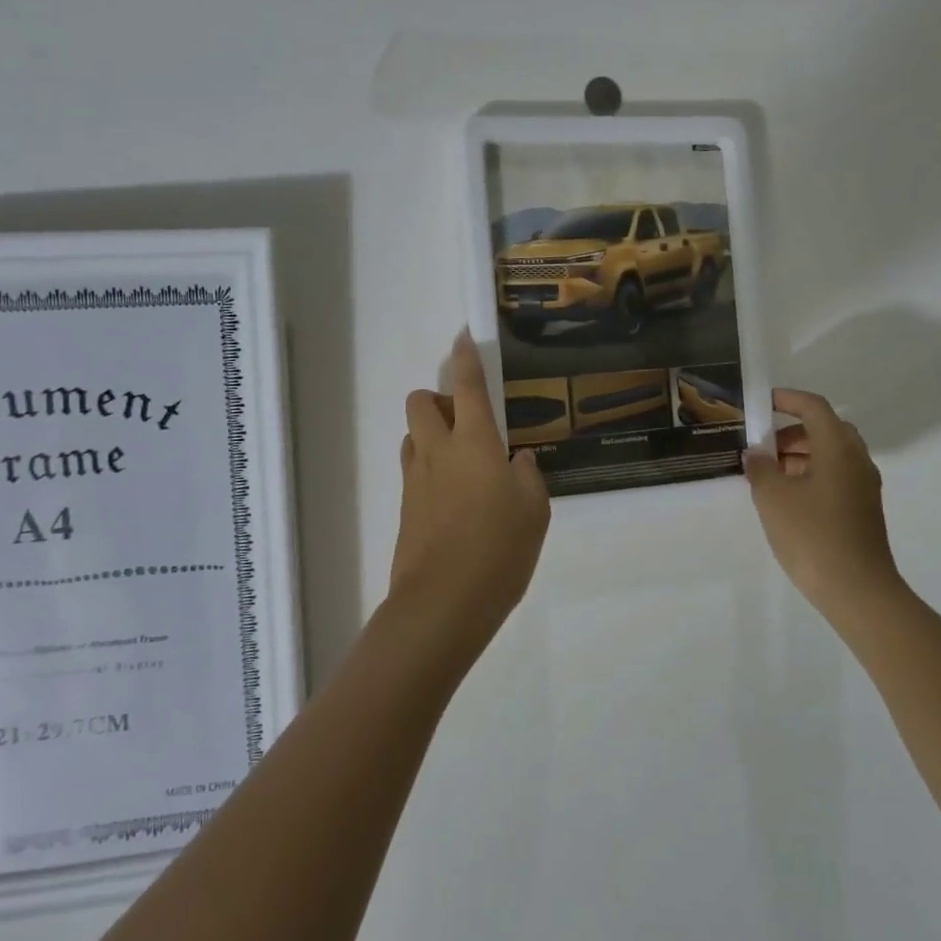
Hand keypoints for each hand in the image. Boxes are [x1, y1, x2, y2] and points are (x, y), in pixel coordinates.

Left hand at [389, 333, 550, 641]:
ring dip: (431, 434)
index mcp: (475, 441)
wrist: (443, 602)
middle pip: (420, 402)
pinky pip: (414, 470)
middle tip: (468, 422)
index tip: (464, 338)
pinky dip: (430, 468)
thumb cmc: (499, 549)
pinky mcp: (406, 507)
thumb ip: (528, 476)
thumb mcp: (535, 511)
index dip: (465, 357)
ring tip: (463, 462)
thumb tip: (518, 461)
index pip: (467, 385)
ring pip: (413, 436)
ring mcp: (415, 479)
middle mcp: (438, 450)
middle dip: (438, 399)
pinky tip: (456, 499)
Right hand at [745, 389, 902, 609]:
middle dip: (792, 431)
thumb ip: (760, 468)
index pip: (814, 408)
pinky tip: (787, 498)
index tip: (761, 403)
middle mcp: (856, 461)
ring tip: (768, 474)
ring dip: (800, 455)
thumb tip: (756, 454)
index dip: (787, 399)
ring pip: (831, 455)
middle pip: (825, 429)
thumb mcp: (773, 497)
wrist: (857, 591)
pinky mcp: (862, 510)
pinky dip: (810, 475)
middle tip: (763, 445)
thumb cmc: (812, 535)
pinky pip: (835, 477)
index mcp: (838, 449)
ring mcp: (863, 487)